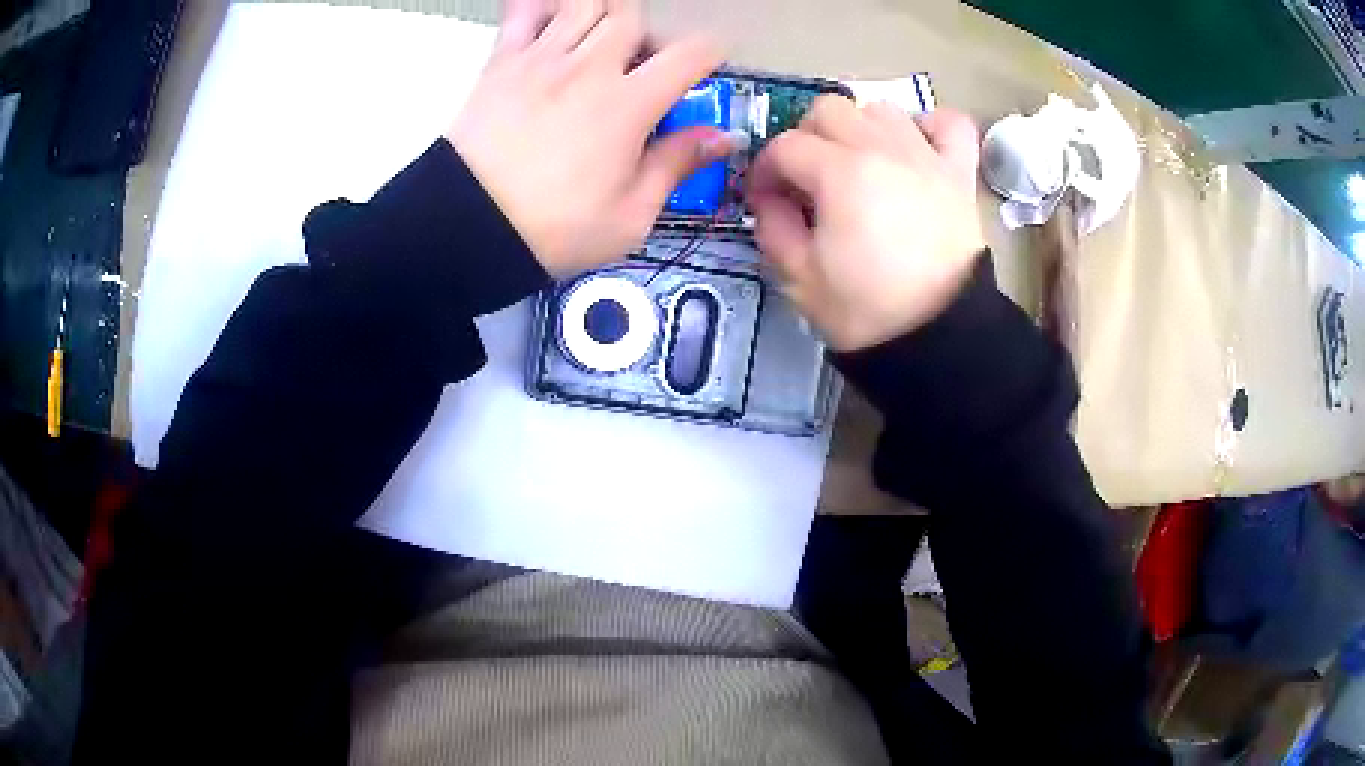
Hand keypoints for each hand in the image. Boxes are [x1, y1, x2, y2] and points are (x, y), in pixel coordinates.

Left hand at [448, 0, 735, 277]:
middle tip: (642, 65)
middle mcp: (588, 68)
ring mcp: (541, 59)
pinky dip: (542, 6)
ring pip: (586, 4)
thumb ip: (676, 165)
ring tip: (600, 43)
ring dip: (603, 16)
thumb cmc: (551, 230)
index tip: (705, 67)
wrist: (466, 227)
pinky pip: (525, 12)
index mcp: (627, 105)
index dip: (709, 54)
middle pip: (634, 17)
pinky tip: (552, 18)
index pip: (689, 54)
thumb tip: (721, 137)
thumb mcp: (629, 216)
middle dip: (648, 34)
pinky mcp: (502, 61)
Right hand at [747, 98, 985, 351]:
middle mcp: (883, 149)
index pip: (784, 146)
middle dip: (806, 138)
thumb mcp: (800, 279)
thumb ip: (773, 227)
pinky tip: (914, 148)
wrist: (939, 338)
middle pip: (829, 110)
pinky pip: (949, 124)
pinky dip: (929, 126)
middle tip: (807, 179)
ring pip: (881, 108)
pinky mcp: (959, 174)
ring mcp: (926, 157)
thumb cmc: (867, 312)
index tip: (764, 199)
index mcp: (840, 173)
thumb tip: (769, 199)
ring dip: (860, 128)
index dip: (765, 170)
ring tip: (858, 165)